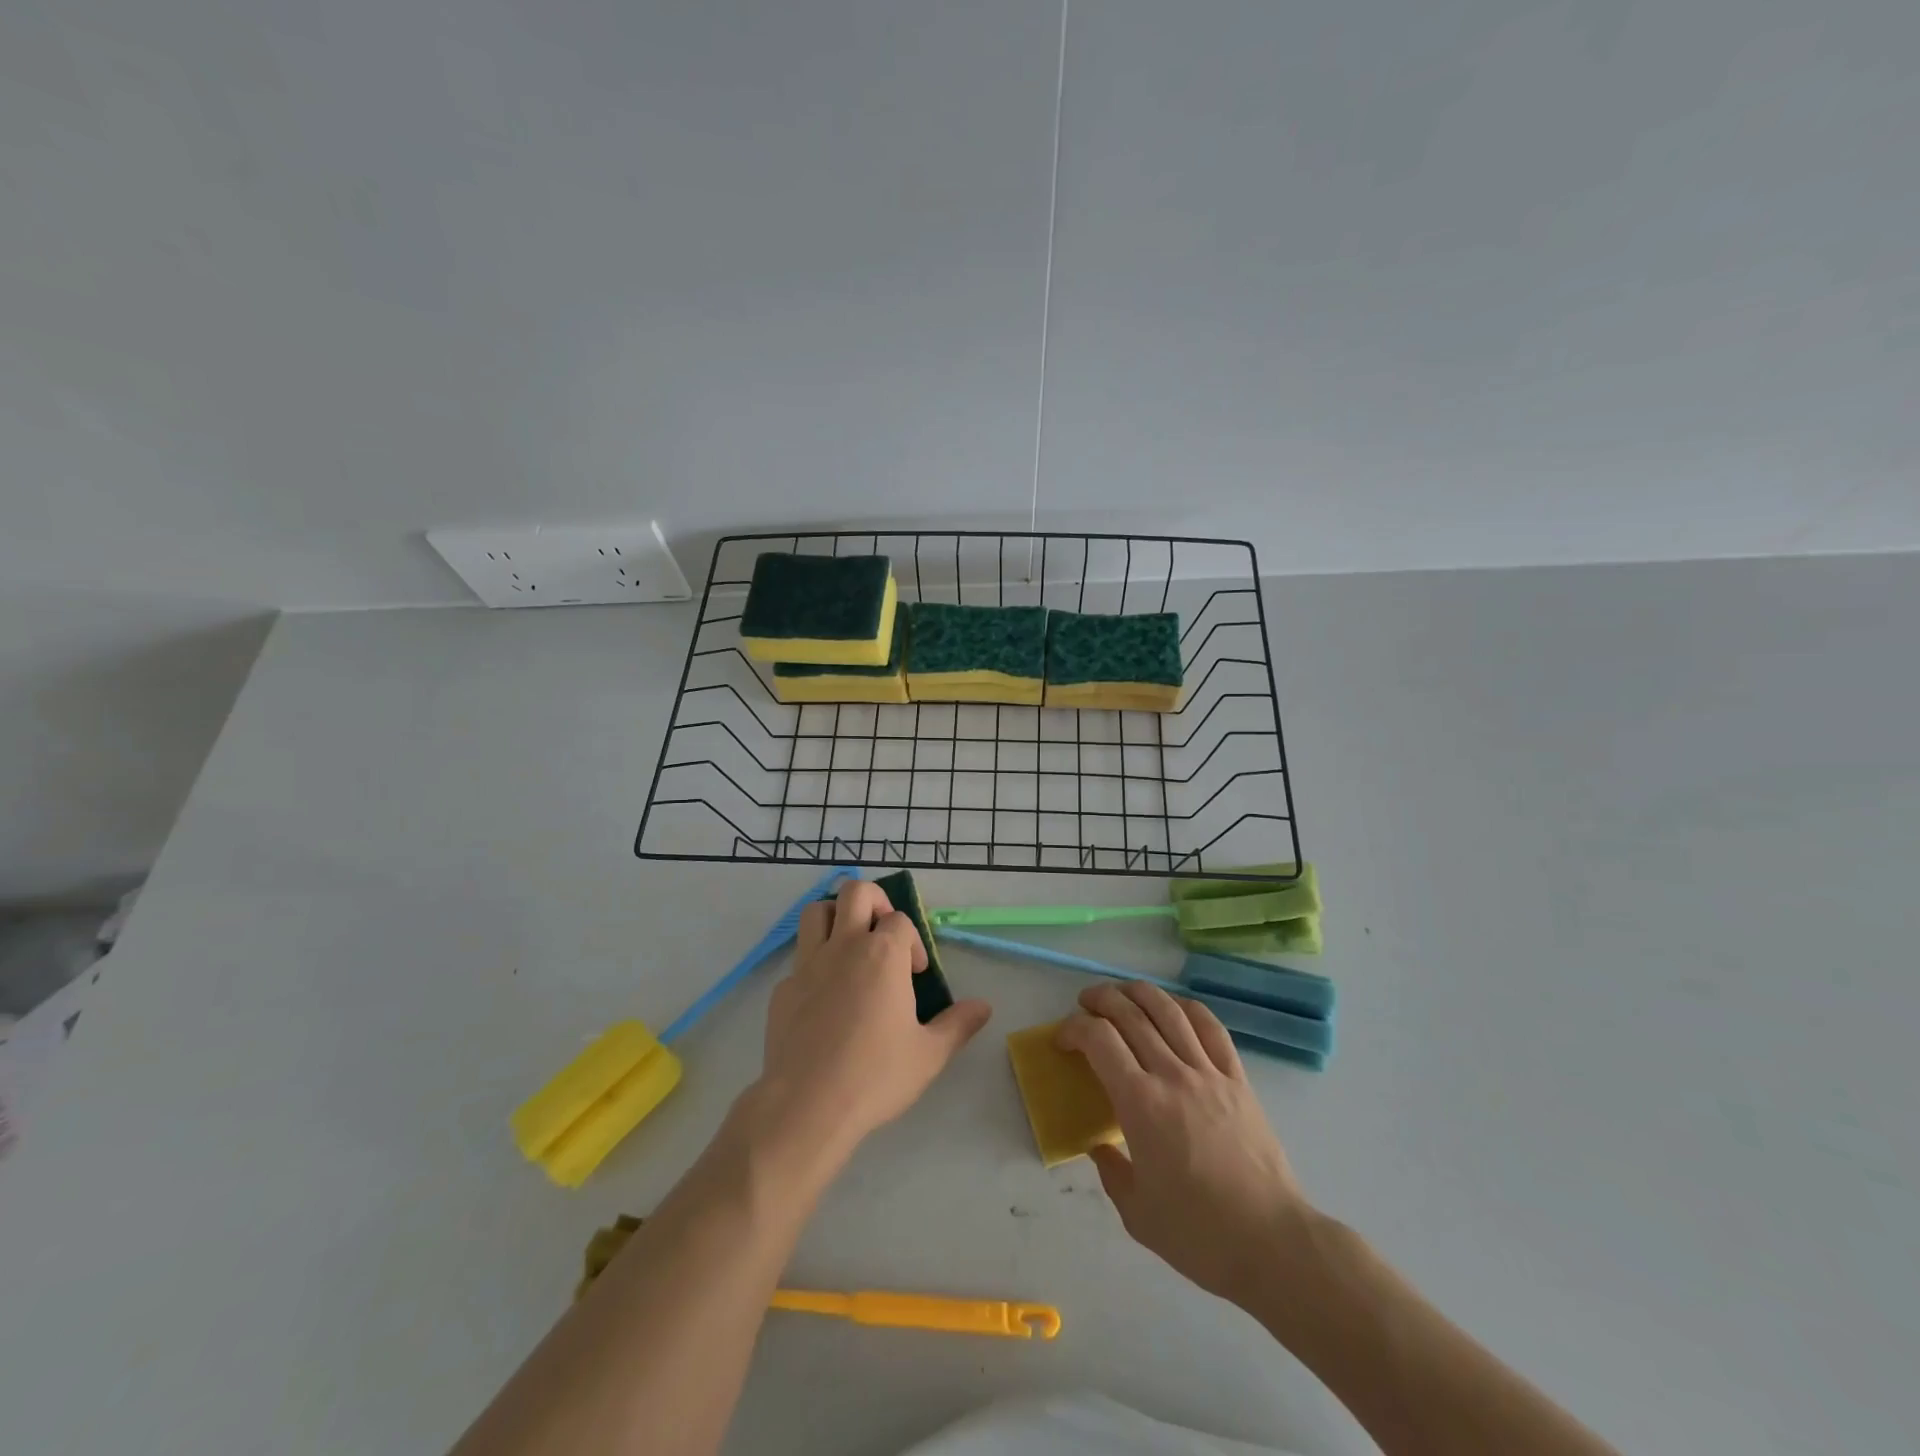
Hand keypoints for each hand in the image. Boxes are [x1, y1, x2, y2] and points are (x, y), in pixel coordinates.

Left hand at [752, 880, 990, 1159]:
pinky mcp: (782, 989)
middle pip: (855, 893)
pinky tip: (823, 1002)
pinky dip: (814, 966)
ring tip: (850, 949)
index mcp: (882, 954)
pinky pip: (799, 960)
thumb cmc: (875, 1076)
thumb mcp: (929, 1055)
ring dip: (835, 918)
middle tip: (883, 934)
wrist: (806, 1106)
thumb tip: (984, 1006)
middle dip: (874, 902)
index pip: (901, 919)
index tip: (915, 974)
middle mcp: (843, 946)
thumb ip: (958, 1024)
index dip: (913, 941)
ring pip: (816, 912)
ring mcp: (807, 965)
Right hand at [1058, 982, 1307, 1303]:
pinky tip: (1174, 1007)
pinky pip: (1211, 1028)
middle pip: (1131, 1015)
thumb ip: (1111, 1172)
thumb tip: (1100, 1147)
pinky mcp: (1238, 1079)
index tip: (1063, 1039)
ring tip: (1123, 992)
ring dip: (1139, 992)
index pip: (1099, 1041)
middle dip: (1102, 1000)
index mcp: (1140, 1104)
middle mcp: (1172, 1075)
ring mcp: (1209, 1073)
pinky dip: (1187, 1008)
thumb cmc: (1200, 1234)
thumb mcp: (1137, 1213)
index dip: (1074, 1029)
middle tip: (1085, 1003)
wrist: (1273, 1244)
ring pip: (1169, 1011)